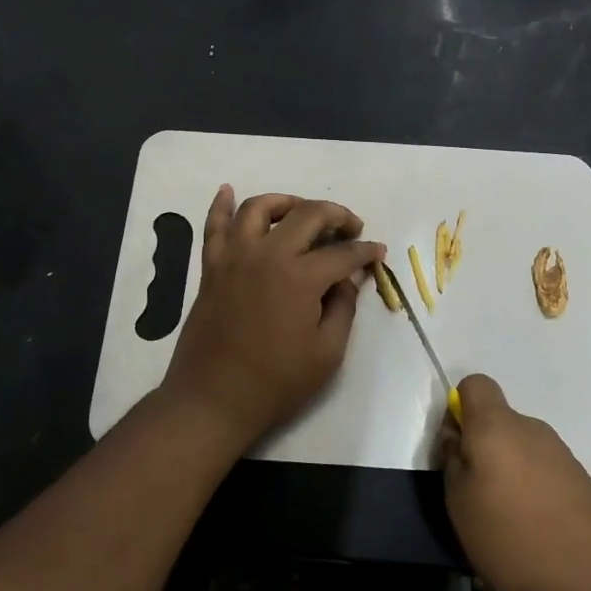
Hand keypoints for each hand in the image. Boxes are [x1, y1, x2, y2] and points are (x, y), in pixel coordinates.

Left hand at [162, 186, 385, 450]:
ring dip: (286, 202)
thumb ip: (342, 307)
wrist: (213, 399)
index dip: (365, 251)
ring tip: (302, 212)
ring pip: (259, 208)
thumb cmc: (276, 383)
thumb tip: (348, 278)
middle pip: (307, 215)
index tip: (378, 252)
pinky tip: (227, 190)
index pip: (342, 253)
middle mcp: (267, 254)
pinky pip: (214, 225)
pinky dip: (221, 204)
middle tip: (350, 227)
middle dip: (336, 215)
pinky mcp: (212, 267)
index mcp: (300, 277)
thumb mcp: (326, 353)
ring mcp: (235, 257)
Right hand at [441, 374, 590, 590]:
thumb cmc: (514, 536)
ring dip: (508, 472)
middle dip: (482, 448)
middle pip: (497, 421)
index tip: (455, 445)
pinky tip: (534, 530)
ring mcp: (560, 452)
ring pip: (520, 448)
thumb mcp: (460, 505)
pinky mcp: (582, 479)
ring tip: (505, 520)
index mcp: (496, 425)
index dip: (459, 408)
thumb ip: (452, 462)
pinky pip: (543, 471)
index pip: (474, 384)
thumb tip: (457, 439)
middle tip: (475, 492)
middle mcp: (530, 428)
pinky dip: (533, 490)